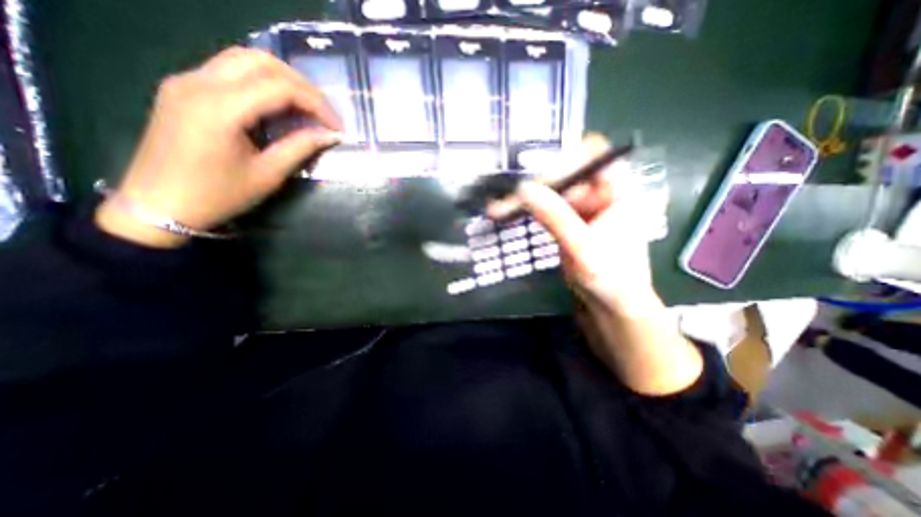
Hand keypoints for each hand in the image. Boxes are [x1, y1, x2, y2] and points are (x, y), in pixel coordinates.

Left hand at [95, 47, 343, 248]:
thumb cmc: (219, 195)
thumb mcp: (268, 174)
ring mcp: (186, 80)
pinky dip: (261, 81)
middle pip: (261, 61)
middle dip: (302, 85)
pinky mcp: (183, 88)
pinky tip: (277, 105)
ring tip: (306, 106)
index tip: (337, 127)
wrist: (159, 203)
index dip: (316, 104)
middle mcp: (199, 82)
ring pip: (243, 59)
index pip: (280, 87)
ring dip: (282, 78)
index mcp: (220, 107)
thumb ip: (300, 148)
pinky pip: (229, 70)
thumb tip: (331, 135)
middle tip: (323, 113)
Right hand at [486, 134, 658, 315]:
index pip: (592, 155)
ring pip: (550, 192)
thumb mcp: (584, 248)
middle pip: (564, 175)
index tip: (532, 168)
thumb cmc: (611, 279)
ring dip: (525, 200)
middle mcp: (600, 192)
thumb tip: (523, 188)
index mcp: (619, 190)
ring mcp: (582, 207)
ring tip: (498, 209)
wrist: (611, 307)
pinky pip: (545, 208)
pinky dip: (527, 211)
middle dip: (534, 186)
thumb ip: (555, 217)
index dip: (564, 156)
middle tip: (505, 198)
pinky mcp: (568, 221)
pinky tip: (507, 214)